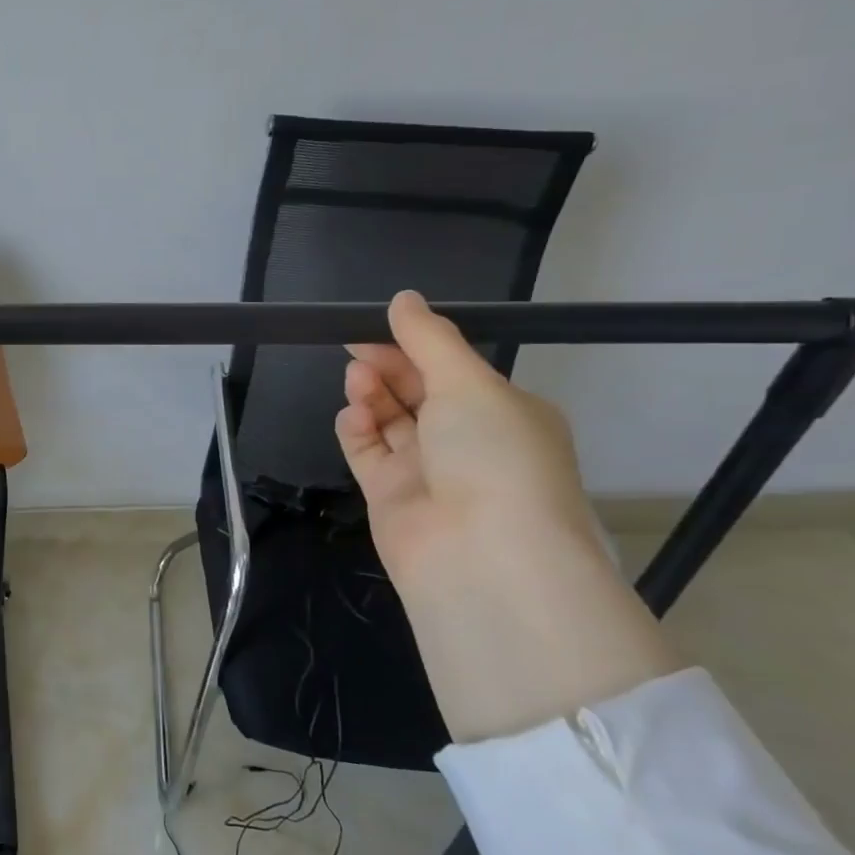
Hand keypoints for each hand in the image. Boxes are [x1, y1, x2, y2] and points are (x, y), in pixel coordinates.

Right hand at [335, 291, 599, 576]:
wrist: (481, 556)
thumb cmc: (492, 455)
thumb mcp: (468, 383)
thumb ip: (429, 339)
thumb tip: (403, 298)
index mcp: (502, 412)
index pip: (451, 369)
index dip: (414, 345)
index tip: (376, 325)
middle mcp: (466, 441)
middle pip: (416, 392)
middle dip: (387, 368)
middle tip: (357, 350)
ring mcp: (427, 470)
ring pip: (389, 420)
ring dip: (370, 395)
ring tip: (356, 381)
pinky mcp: (390, 495)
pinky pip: (367, 451)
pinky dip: (356, 430)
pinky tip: (351, 416)